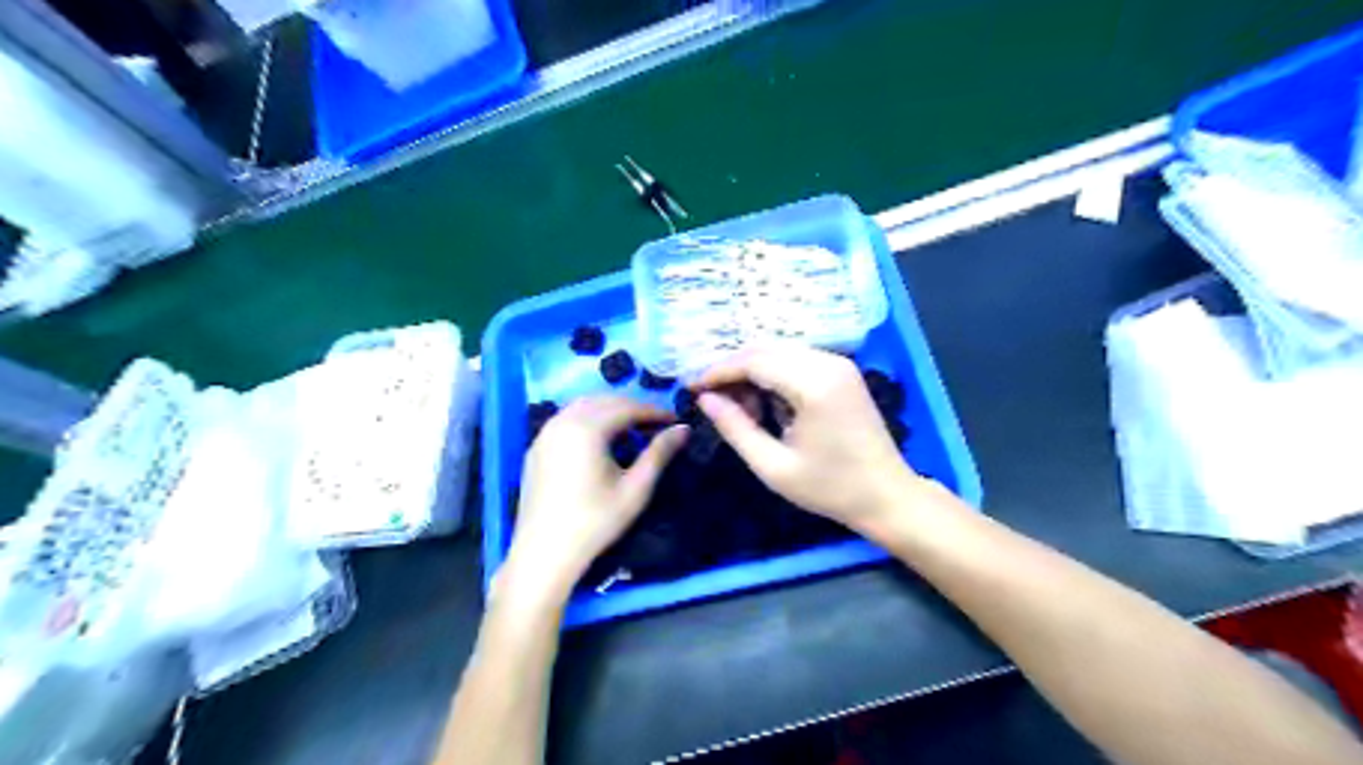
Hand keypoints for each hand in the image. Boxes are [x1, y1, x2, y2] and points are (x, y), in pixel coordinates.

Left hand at [499, 393, 685, 603]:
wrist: (544, 553)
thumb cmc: (595, 522)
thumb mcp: (635, 489)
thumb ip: (659, 453)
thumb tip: (683, 428)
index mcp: (587, 428)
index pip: (627, 407)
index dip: (654, 411)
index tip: (675, 420)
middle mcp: (563, 421)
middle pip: (604, 401)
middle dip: (632, 407)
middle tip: (656, 424)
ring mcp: (545, 433)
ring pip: (582, 407)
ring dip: (609, 411)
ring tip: (631, 431)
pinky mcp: (536, 448)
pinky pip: (566, 420)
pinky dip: (588, 420)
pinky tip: (600, 442)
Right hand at [698, 344, 921, 531]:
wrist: (887, 495)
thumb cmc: (830, 488)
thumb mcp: (773, 466)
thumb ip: (736, 428)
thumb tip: (706, 400)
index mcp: (814, 385)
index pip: (753, 362)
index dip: (718, 372)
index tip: (692, 388)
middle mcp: (828, 363)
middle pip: (765, 350)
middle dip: (733, 371)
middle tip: (712, 400)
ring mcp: (839, 364)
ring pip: (779, 353)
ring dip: (753, 373)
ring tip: (739, 409)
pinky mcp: (843, 371)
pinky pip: (797, 361)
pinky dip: (773, 376)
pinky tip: (766, 405)